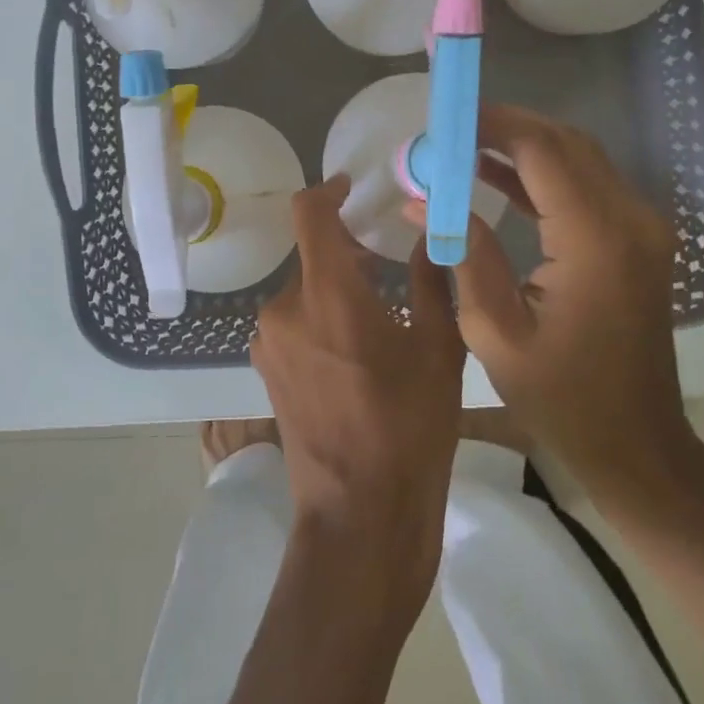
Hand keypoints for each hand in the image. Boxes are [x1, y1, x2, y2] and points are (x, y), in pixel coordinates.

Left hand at [250, 174, 465, 617]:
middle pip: (311, 255)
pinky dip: (321, 317)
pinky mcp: (265, 370)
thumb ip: (433, 280)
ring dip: (336, 288)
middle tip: (390, 265)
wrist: (359, 515)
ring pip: (304, 291)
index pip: (309, 214)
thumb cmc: (409, 428)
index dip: (327, 191)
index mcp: (327, 293)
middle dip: (347, 251)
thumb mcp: (438, 349)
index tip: (351, 188)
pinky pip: (294, 322)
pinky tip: (355, 351)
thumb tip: (432, 234)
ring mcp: (268, 342)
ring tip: (380, 314)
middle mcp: (284, 308)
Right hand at [430, 104, 703, 514]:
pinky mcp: (637, 239)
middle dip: (504, 127)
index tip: (445, 120)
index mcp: (594, 241)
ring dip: (522, 146)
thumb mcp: (493, 331)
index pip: (542, 151)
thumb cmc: (561, 398)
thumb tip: (421, 199)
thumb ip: (464, 252)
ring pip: (578, 157)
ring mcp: (641, 228)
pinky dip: (543, 174)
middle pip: (564, 142)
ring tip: (462, 147)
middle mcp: (629, 220)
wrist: (636, 443)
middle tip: (449, 131)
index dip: (491, 125)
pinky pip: (587, 185)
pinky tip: (496, 176)